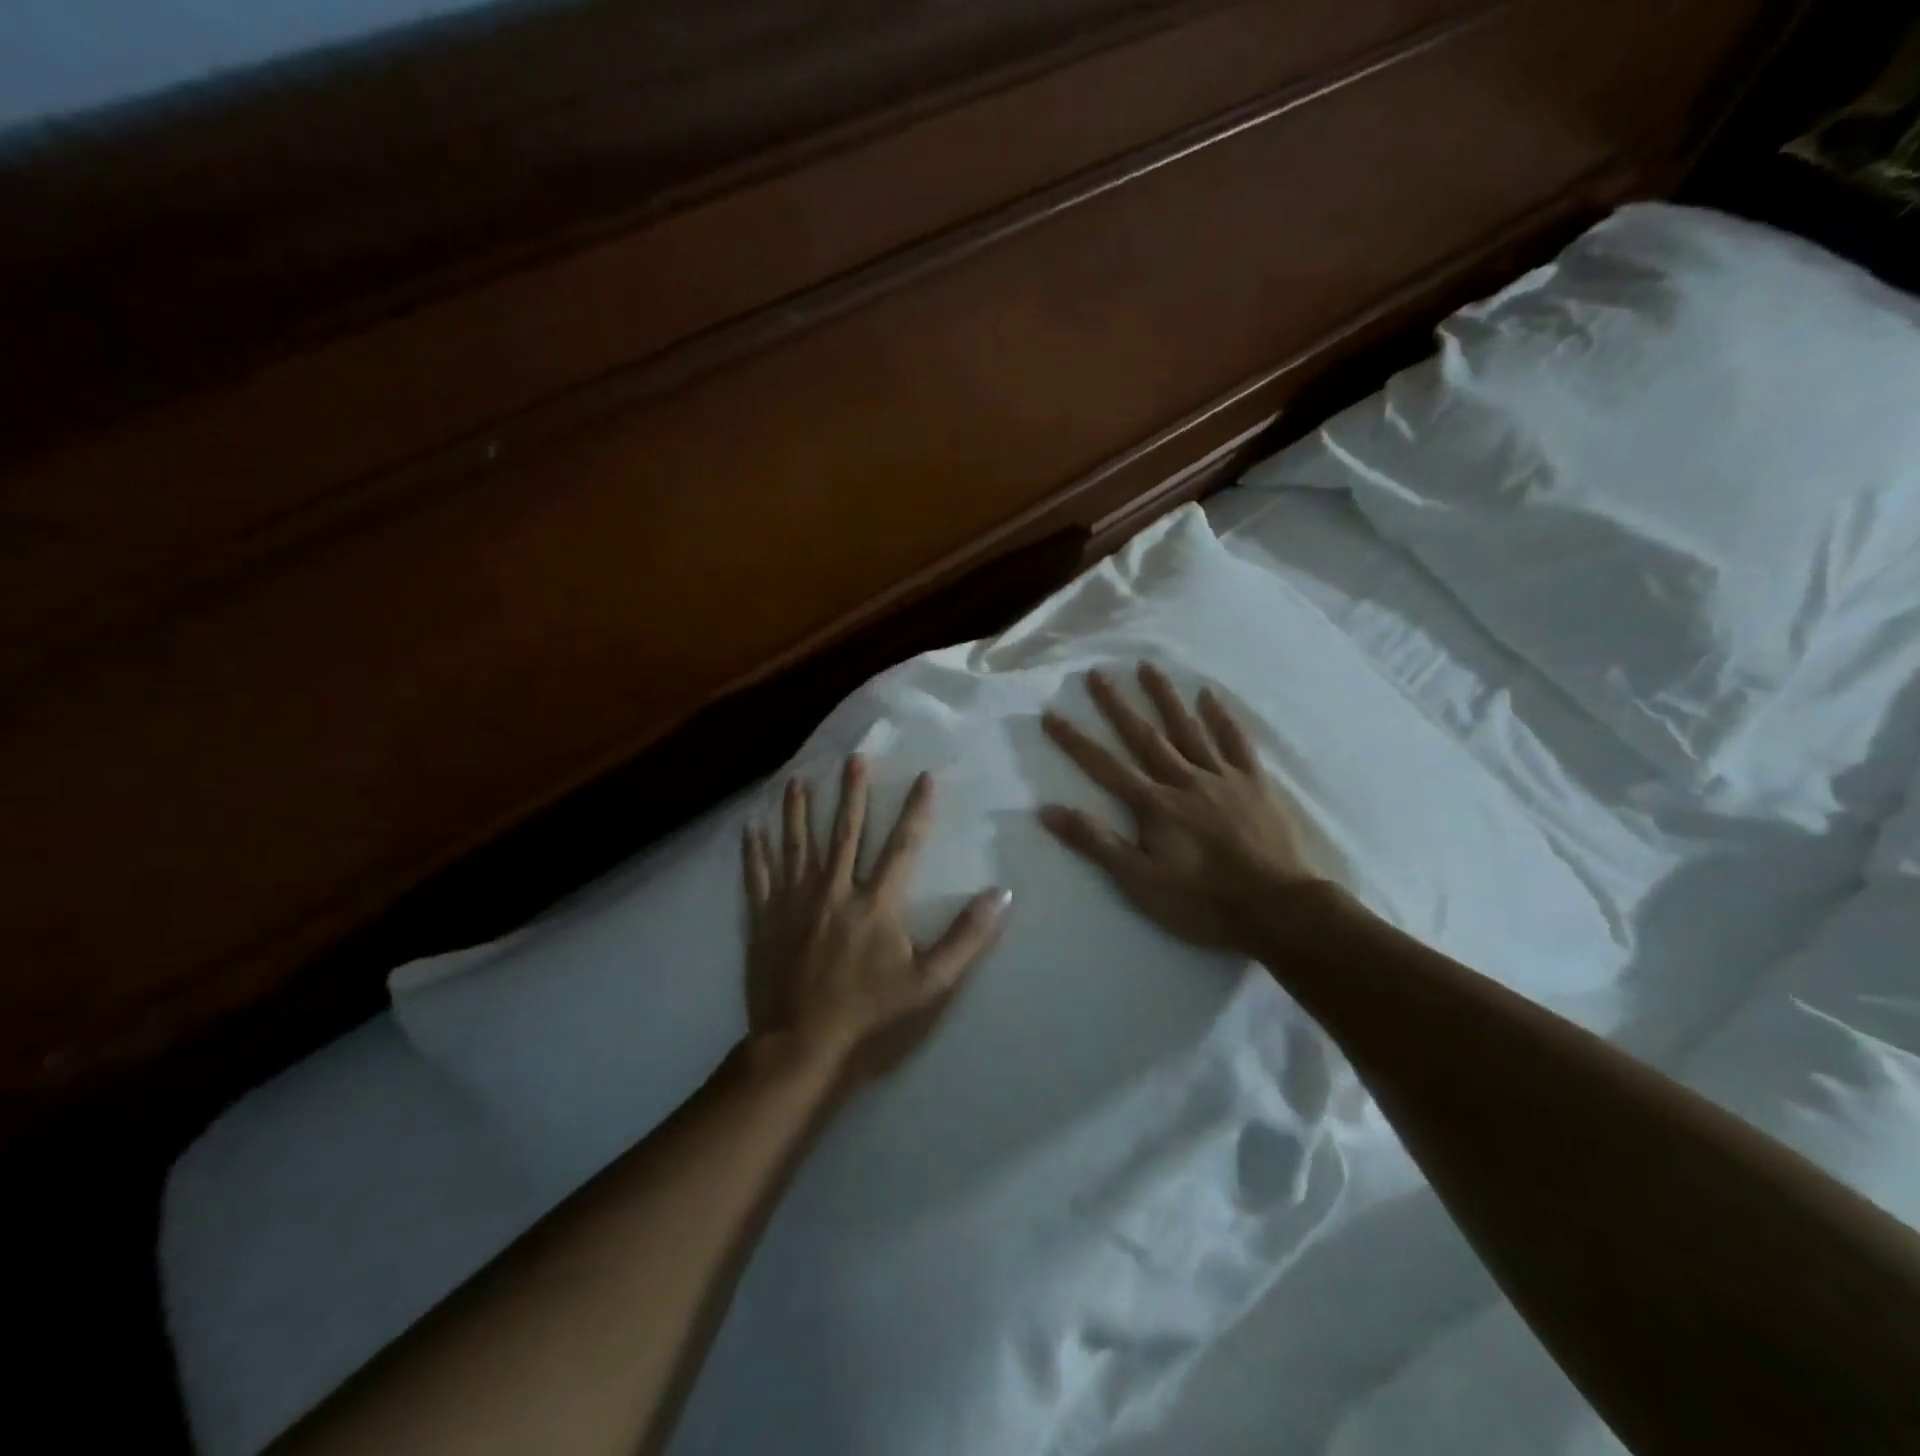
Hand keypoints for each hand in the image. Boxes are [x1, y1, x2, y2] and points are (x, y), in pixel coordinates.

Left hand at [743, 756, 1010, 1084]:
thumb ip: (967, 937)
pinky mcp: (764, 919)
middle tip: (854, 757)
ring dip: (799, 810)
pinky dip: (754, 850)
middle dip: (853, 793)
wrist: (802, 1046)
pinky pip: (757, 876)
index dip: (917, 809)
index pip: (902, 845)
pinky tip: (749, 826)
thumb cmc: (871, 1015)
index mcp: (876, 903)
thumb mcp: (931, 982)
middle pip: (846, 831)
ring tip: (797, 780)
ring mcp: (794, 902)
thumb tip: (1002, 894)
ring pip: (798, 844)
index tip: (925, 776)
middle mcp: (834, 890)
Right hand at [1040, 664, 1322, 955]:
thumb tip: (1048, 810)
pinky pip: (1236, 743)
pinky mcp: (1254, 784)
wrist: (1277, 908)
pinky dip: (1222, 718)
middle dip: (1117, 704)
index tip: (1051, 714)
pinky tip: (1210, 695)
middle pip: (1144, 736)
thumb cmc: (1202, 901)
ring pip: (1188, 729)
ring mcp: (1221, 778)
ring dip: (1165, 697)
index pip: (1105, 766)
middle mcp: (1183, 780)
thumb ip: (1096, 843)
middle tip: (1097, 673)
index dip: (1075, 741)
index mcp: (1154, 805)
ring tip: (1147, 666)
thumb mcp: (1140, 881)